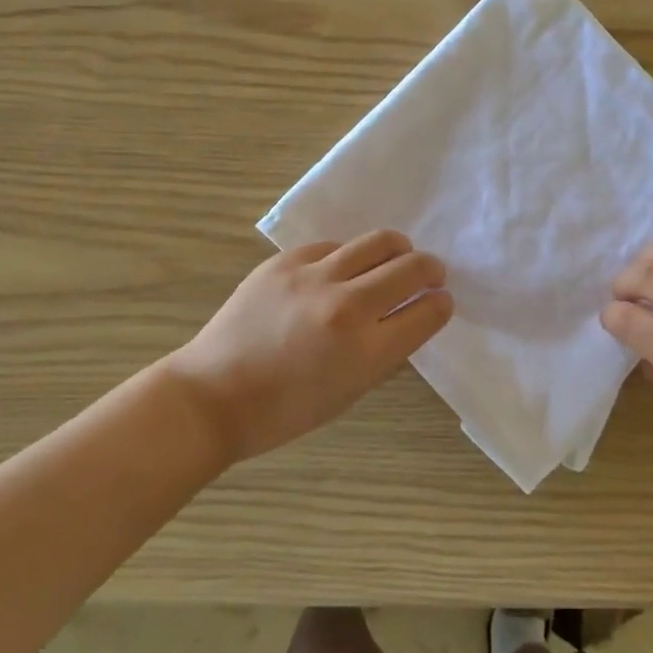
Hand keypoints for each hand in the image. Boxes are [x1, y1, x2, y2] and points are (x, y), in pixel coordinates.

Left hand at [166, 231, 452, 464]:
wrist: (211, 396)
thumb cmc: (285, 410)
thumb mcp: (350, 392)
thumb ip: (386, 353)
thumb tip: (410, 318)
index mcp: (366, 351)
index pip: (427, 311)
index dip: (441, 304)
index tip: (440, 301)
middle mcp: (346, 306)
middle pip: (411, 267)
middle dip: (431, 270)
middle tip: (430, 275)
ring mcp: (313, 277)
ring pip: (378, 242)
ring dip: (398, 250)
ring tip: (396, 259)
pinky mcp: (285, 261)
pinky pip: (334, 246)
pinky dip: (348, 257)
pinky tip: (341, 271)